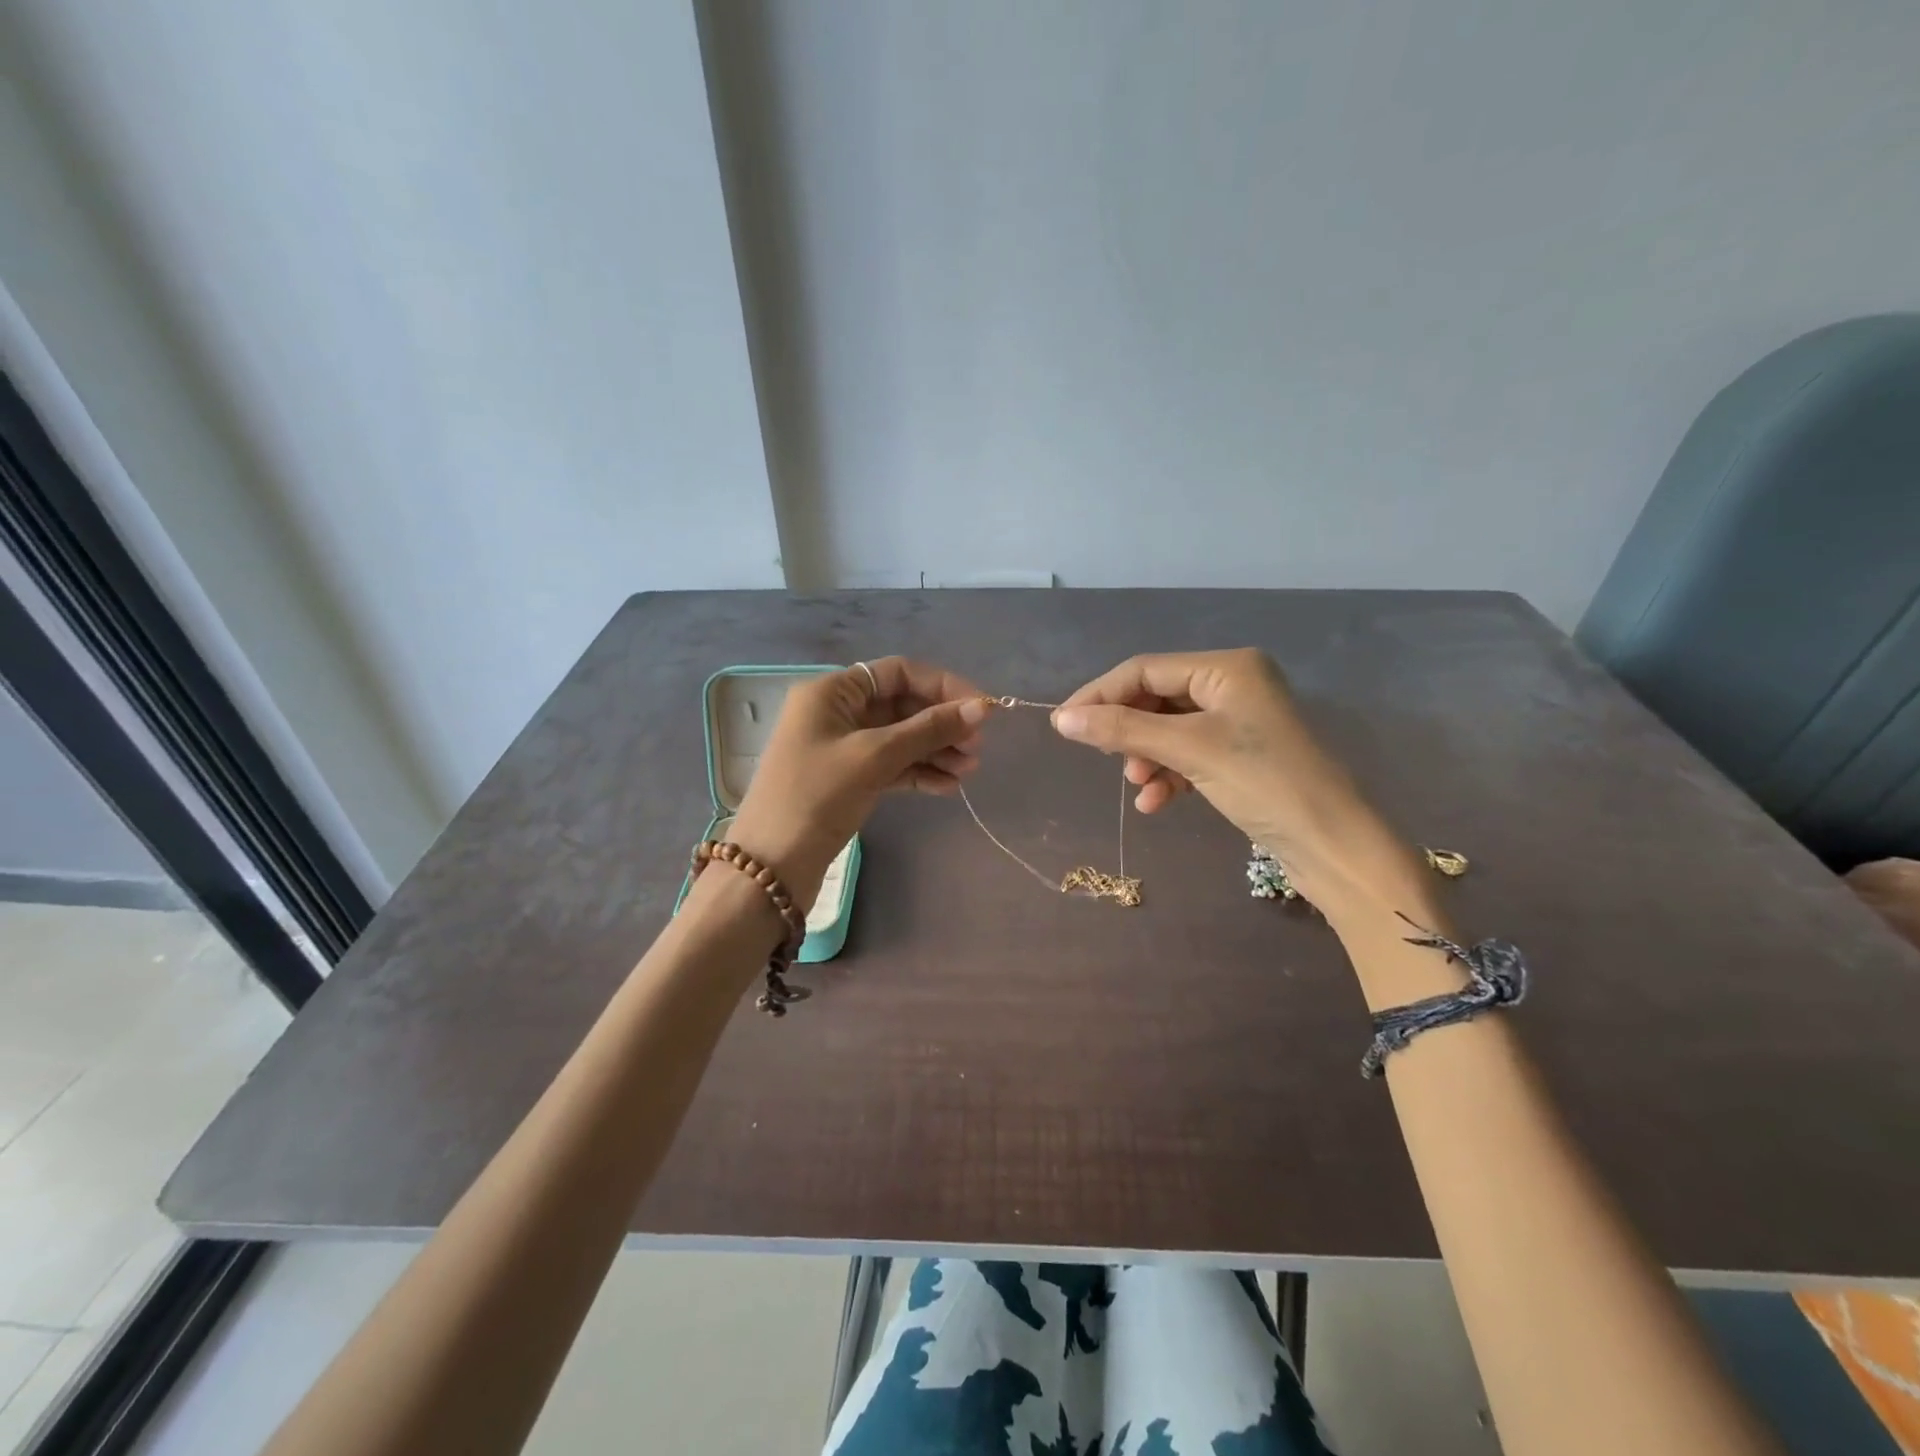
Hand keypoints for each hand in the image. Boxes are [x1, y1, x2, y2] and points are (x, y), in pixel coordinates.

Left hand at [728, 658, 988, 907]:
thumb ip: (928, 730)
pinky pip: (891, 765)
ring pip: (900, 738)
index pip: (898, 673)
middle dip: (941, 724)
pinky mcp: (848, 779)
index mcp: (832, 691)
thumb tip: (981, 708)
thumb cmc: (817, 796)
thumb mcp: (875, 756)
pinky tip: (948, 787)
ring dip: (935, 750)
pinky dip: (919, 772)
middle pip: (902, 705)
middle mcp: (837, 712)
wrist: (770, 865)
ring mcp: (842, 747)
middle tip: (976, 749)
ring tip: (968, 771)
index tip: (981, 709)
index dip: (943, 686)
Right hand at [1052, 649, 1428, 923]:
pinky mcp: (1241, 755)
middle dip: (1128, 730)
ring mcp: (1239, 721)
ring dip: (1146, 756)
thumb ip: (1122, 730)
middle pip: (1157, 697)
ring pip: (1170, 729)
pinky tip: (1155, 802)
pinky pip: (1189, 754)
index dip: (1100, 694)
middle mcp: (1234, 684)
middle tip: (1101, 756)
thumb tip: (1061, 719)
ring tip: (1136, 784)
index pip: (1145, 669)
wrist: (1333, 844)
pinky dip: (1168, 774)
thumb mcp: (1188, 750)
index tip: (1062, 724)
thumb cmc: (1263, 782)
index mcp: (1228, 666)